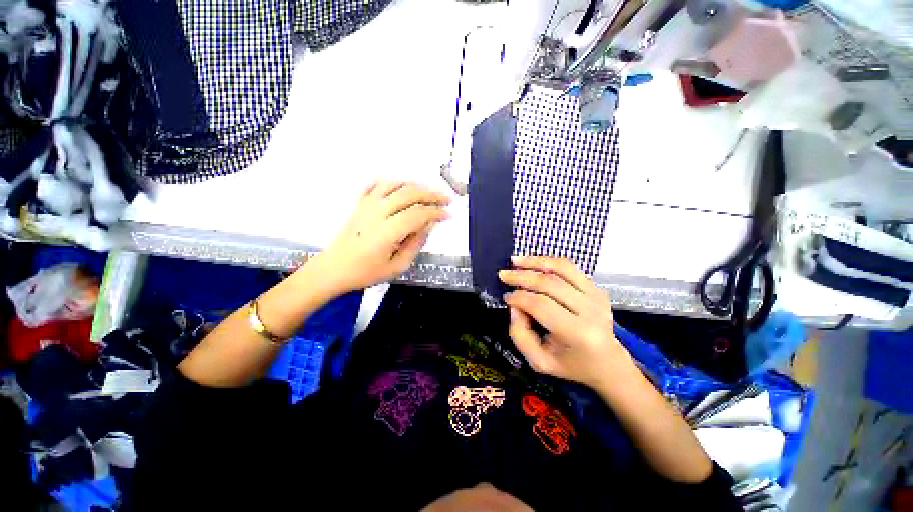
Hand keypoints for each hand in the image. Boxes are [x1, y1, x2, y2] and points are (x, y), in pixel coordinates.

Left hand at [311, 181, 450, 294]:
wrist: (334, 269)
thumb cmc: (366, 272)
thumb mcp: (397, 267)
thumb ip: (415, 244)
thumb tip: (428, 225)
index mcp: (388, 231)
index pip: (418, 214)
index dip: (436, 212)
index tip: (448, 215)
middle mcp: (377, 212)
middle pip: (409, 194)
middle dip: (431, 195)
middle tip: (446, 199)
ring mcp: (367, 205)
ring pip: (395, 185)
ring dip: (415, 186)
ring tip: (428, 193)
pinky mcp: (360, 204)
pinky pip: (376, 184)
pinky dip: (392, 182)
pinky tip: (401, 187)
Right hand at [498, 256, 631, 390]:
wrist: (606, 362)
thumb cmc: (569, 364)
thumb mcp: (538, 361)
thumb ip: (519, 334)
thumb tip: (514, 305)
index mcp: (578, 333)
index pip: (541, 305)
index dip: (519, 298)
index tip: (505, 297)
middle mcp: (590, 310)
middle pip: (549, 283)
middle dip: (521, 276)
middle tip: (502, 275)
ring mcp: (596, 296)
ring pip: (560, 269)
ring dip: (534, 262)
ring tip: (514, 261)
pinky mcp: (596, 288)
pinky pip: (569, 267)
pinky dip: (547, 261)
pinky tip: (532, 262)